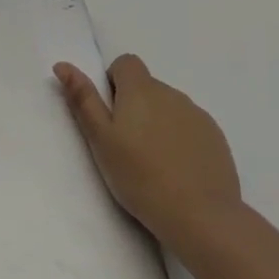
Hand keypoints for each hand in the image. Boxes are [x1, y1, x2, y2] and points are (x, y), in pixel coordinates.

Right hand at [54, 55, 241, 240]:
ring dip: (156, 123)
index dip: (114, 82)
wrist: (200, 215)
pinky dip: (178, 139)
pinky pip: (189, 127)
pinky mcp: (216, 138)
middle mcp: (172, 94)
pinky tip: (176, 170)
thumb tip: (63, 65)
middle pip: (147, 87)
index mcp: (141, 90)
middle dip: (133, 106)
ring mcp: (198, 115)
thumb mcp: (100, 139)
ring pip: (168, 108)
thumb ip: (83, 99)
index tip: (110, 113)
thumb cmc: (139, 176)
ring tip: (151, 162)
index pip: (126, 63)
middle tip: (124, 145)